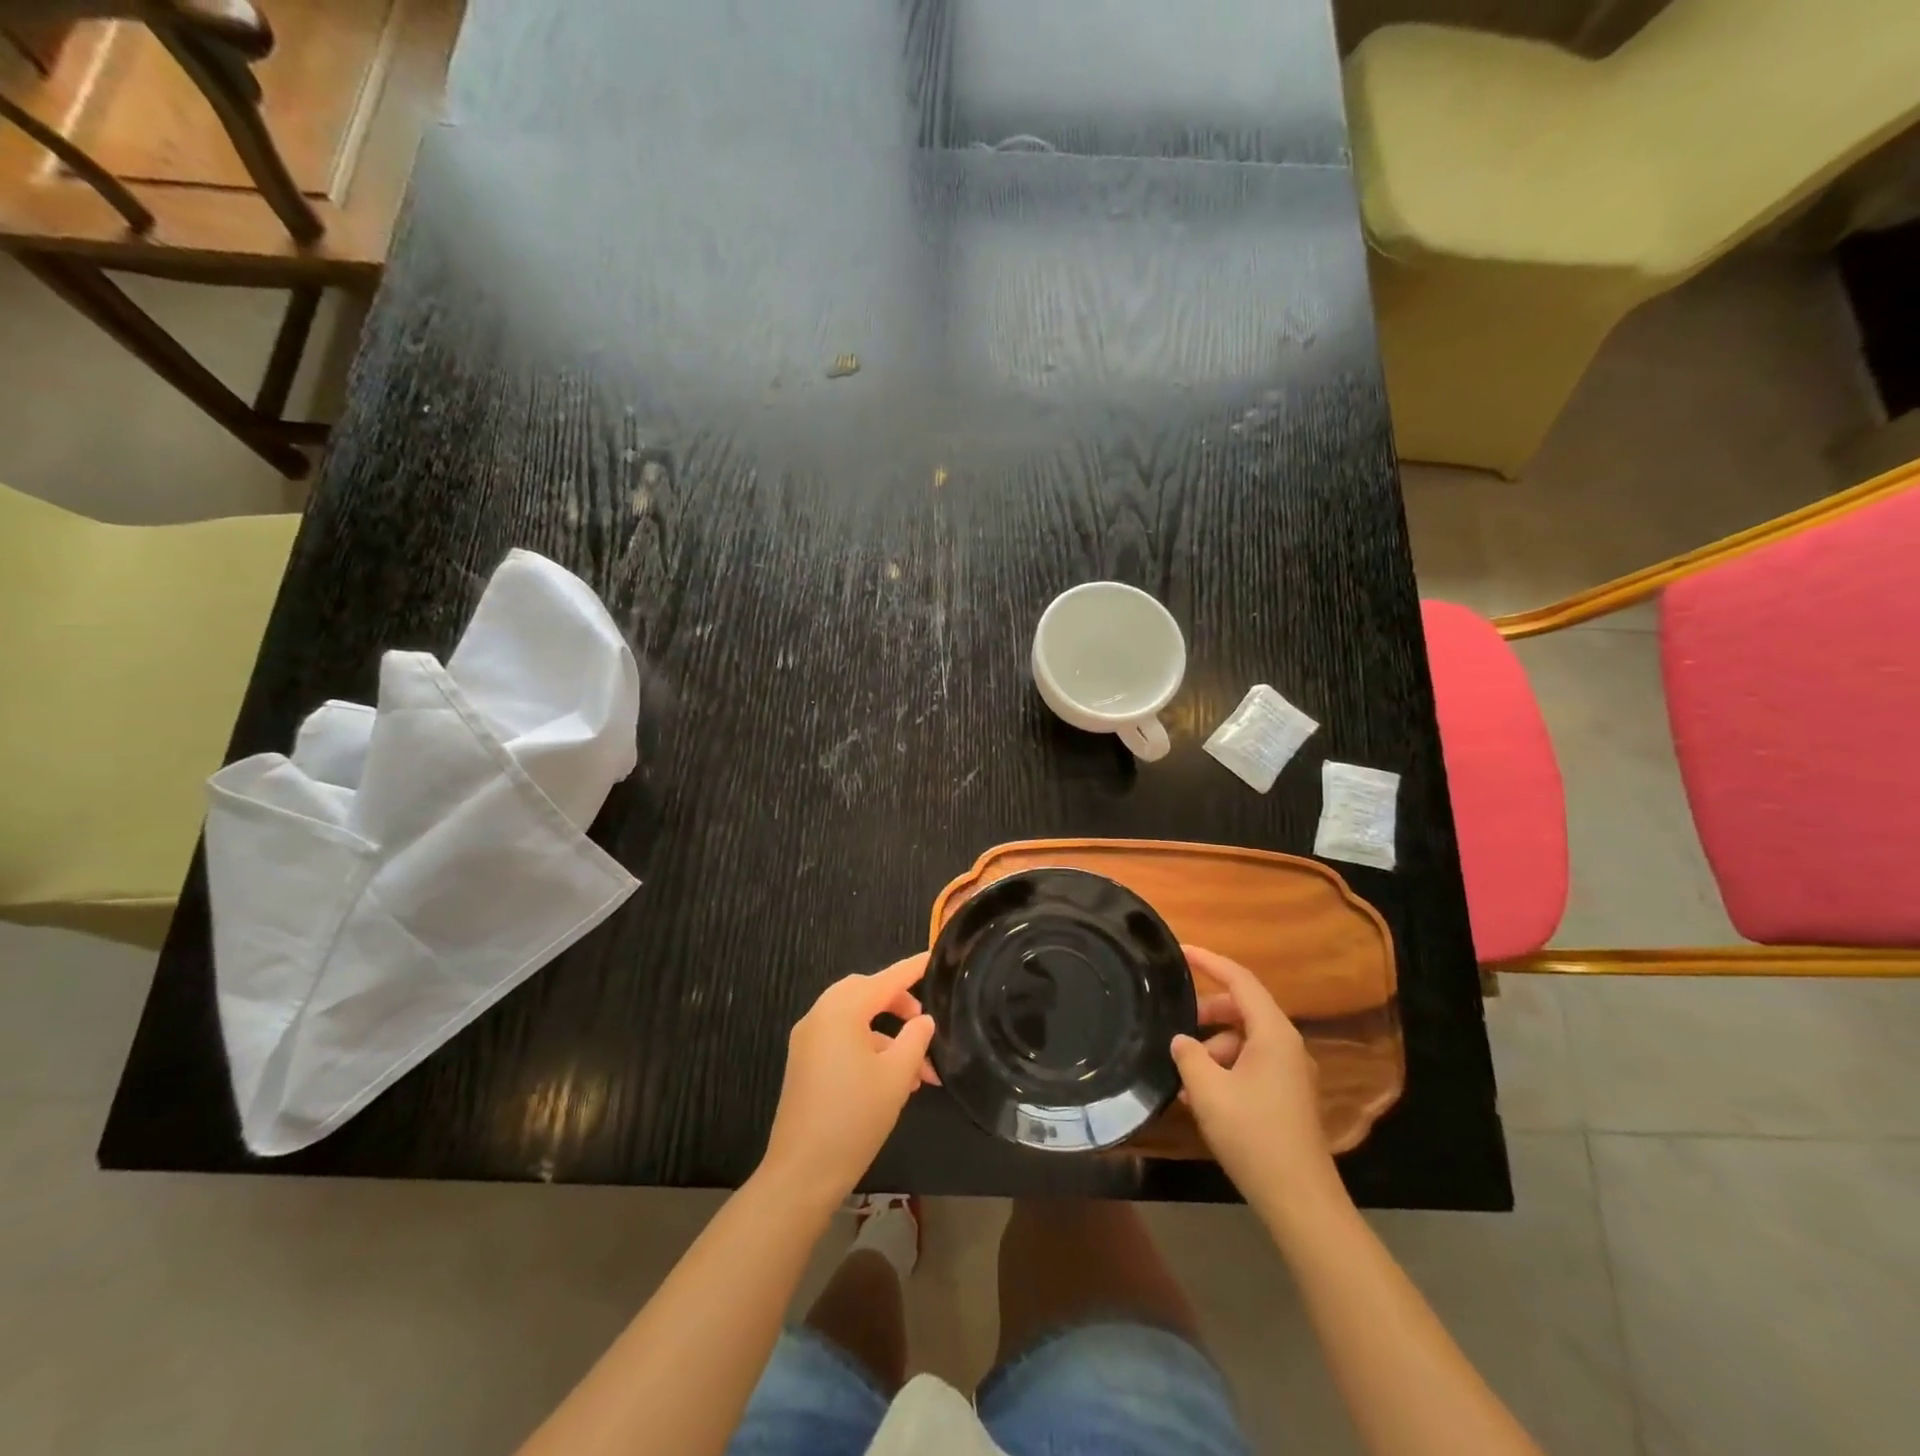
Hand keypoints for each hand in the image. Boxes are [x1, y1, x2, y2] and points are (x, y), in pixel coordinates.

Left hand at [759, 954, 935, 1211]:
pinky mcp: (804, 1062)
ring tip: (917, 1070)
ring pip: (854, 1019)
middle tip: (924, 1023)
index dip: (912, 969)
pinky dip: (868, 1047)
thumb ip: (915, 1039)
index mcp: (842, 1011)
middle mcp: (820, 1016)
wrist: (802, 1172)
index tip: (934, 958)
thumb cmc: (854, 1118)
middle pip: (865, 992)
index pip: (886, 979)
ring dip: (886, 1034)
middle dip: (897, 1003)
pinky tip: (892, 1080)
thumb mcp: (896, 1076)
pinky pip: (841, 1038)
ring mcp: (808, 1040)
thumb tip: (924, 1020)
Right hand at [1170, 946, 1340, 1210]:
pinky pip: (1251, 1064)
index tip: (1180, 951)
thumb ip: (1188, 1054)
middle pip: (1243, 1009)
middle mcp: (1287, 1045)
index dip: (1209, 961)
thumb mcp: (1207, 1090)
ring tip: (1183, 1072)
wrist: (1299, 1199)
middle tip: (1175, 1023)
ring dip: (1212, 1047)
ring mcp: (1292, 1072)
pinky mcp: (1288, 1096)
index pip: (1239, 980)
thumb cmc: (1252, 1134)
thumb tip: (1181, 1040)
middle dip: (1206, 1012)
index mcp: (1273, 1033)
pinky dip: (1225, 1068)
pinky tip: (1200, 1094)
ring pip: (1244, 1040)